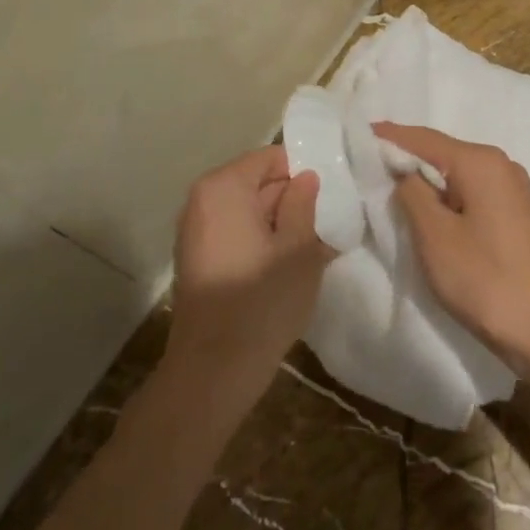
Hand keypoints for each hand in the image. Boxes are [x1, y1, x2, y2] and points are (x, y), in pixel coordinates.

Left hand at [165, 147, 329, 403]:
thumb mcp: (298, 249)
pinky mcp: (198, 258)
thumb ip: (305, 204)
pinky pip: (237, 232)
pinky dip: (262, 240)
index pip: (272, 157)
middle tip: (331, 219)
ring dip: (281, 222)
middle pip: (258, 182)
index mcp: (224, 187)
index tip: (334, 192)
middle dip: (294, 198)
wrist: (212, 371)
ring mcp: (196, 230)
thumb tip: (306, 177)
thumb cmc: (261, 302)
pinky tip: (288, 264)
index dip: (304, 170)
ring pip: (249, 210)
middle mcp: (202, 199)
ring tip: (316, 243)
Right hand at [374, 123, 529, 368]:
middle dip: (404, 157)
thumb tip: (403, 171)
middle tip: (365, 164)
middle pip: (441, 151)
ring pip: (456, 173)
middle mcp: (499, 164)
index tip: (356, 135)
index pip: (423, 138)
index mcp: (480, 162)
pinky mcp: (515, 214)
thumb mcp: (435, 236)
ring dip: (424, 180)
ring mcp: (512, 189)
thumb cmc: (487, 280)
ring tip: (388, 187)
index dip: (387, 137)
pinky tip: (426, 210)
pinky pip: (470, 192)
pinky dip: (444, 196)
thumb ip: (412, 193)